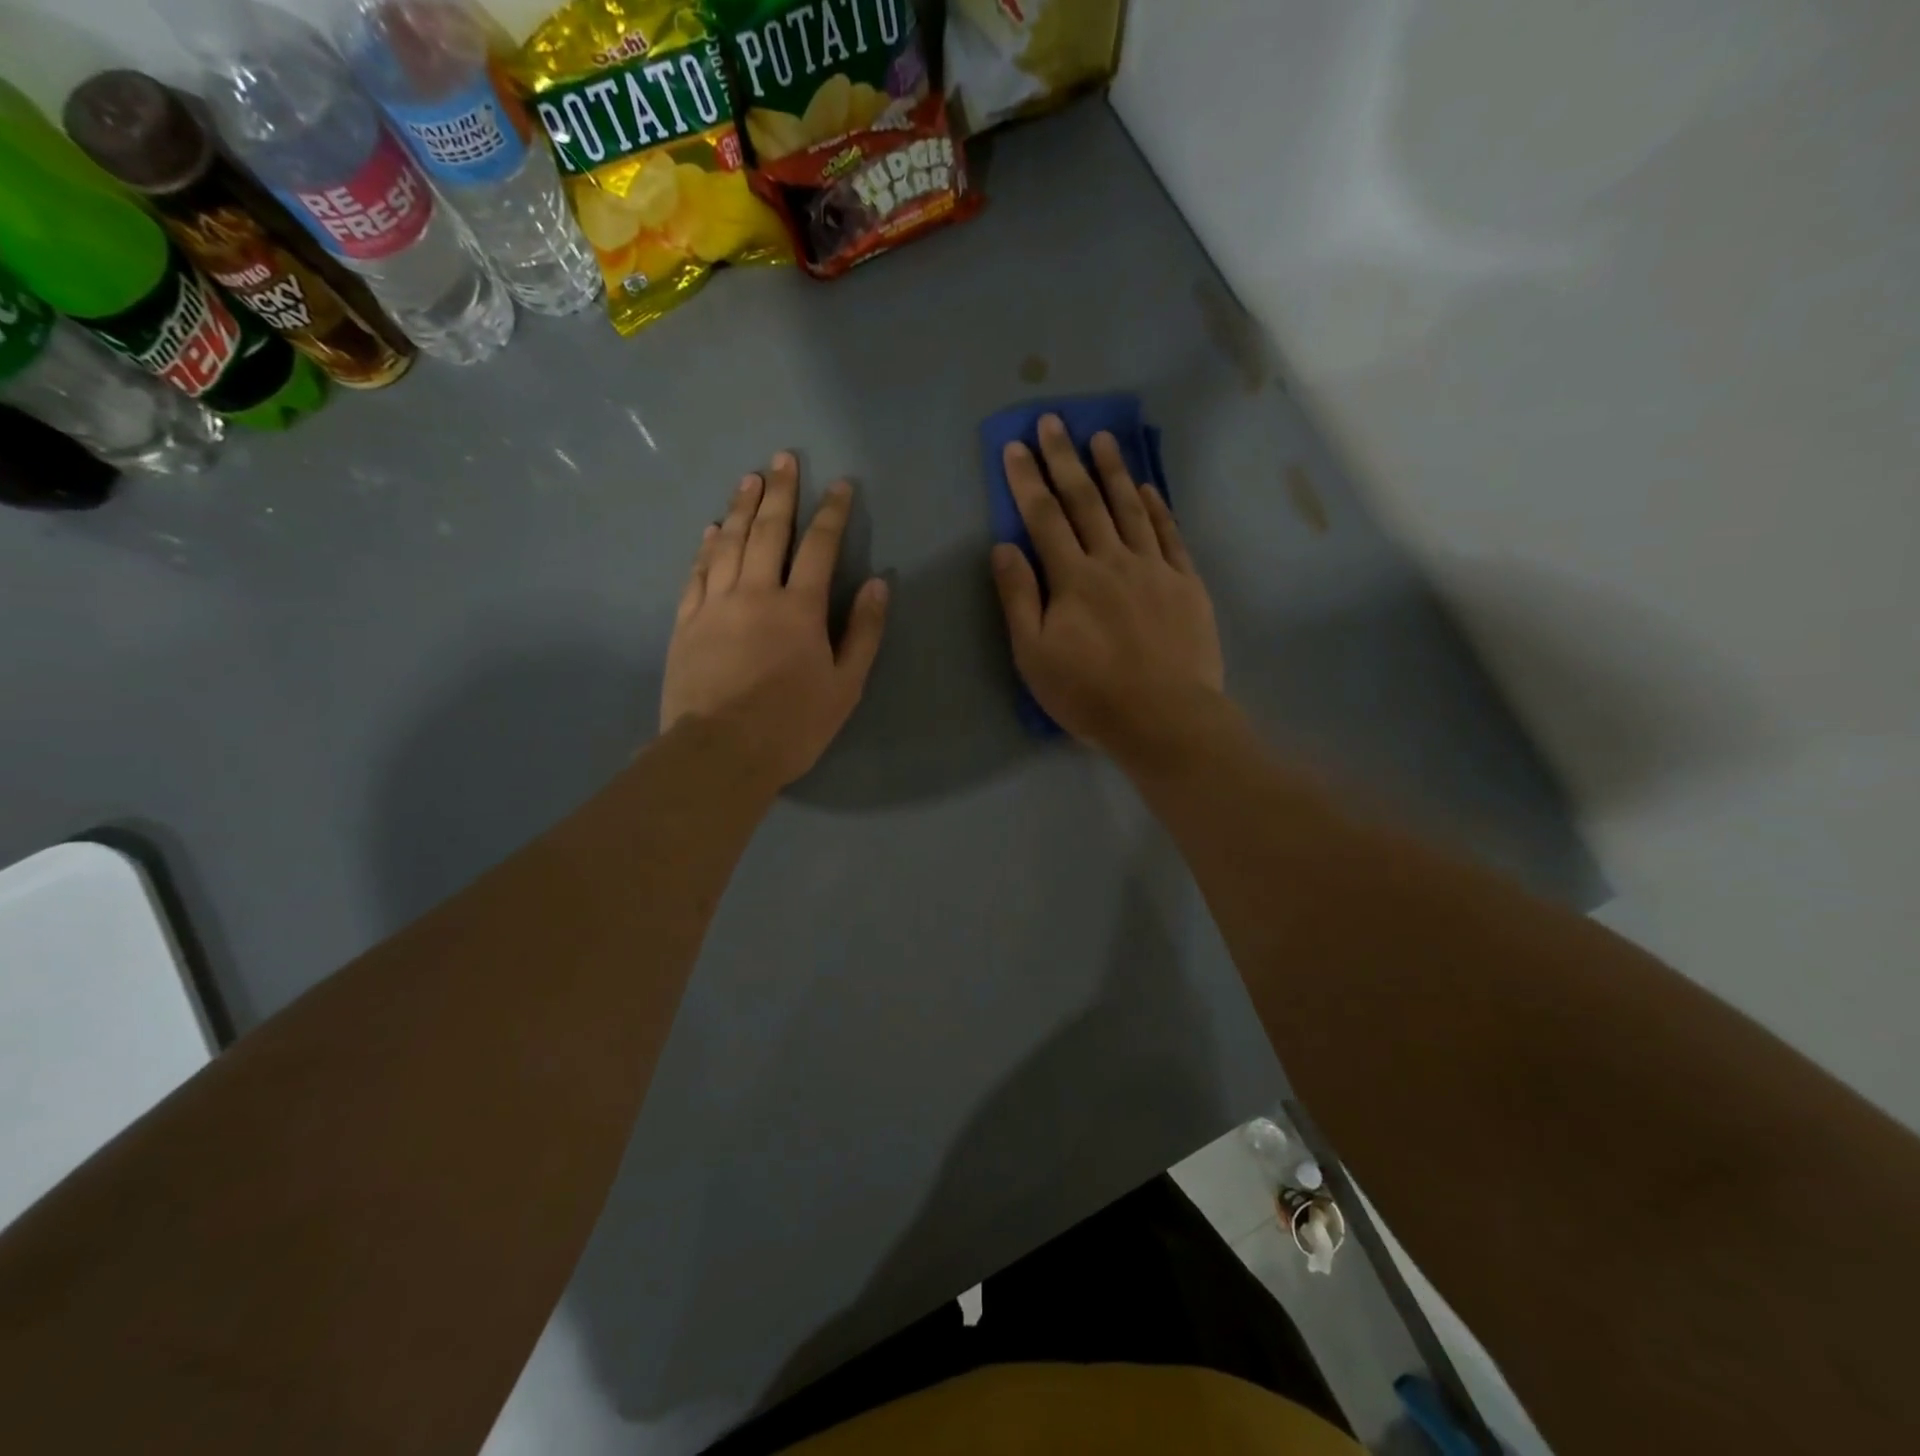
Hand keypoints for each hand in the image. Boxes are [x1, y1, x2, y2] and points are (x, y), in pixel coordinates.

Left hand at [661, 453, 888, 788]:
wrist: (720, 753)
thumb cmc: (792, 725)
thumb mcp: (845, 686)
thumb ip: (863, 633)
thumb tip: (878, 586)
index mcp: (799, 609)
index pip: (820, 547)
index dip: (833, 513)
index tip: (841, 485)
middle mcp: (756, 593)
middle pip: (769, 531)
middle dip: (781, 492)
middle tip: (784, 458)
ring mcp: (715, 604)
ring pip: (729, 543)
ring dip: (741, 507)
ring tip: (750, 479)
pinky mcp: (686, 622)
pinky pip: (697, 572)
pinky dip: (707, 546)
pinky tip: (713, 529)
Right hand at [991, 415, 1225, 762]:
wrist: (1165, 718)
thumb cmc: (1090, 694)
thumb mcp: (1035, 656)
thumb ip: (1019, 599)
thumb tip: (1003, 548)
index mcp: (1073, 579)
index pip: (1044, 517)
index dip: (1028, 480)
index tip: (1015, 446)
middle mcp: (1113, 561)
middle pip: (1086, 501)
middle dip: (1065, 459)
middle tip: (1053, 422)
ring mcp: (1154, 569)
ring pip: (1130, 508)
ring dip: (1113, 471)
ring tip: (1101, 438)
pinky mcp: (1186, 584)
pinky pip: (1170, 535)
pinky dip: (1158, 508)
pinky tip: (1149, 488)